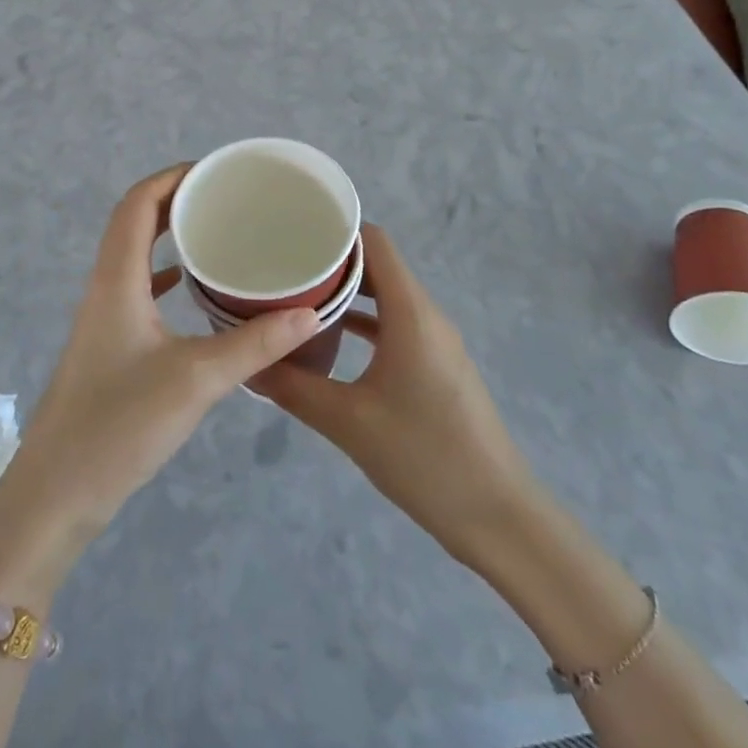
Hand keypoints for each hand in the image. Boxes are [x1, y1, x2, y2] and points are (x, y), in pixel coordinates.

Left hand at [0, 165, 320, 598]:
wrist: (56, 495)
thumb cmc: (119, 426)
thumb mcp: (196, 380)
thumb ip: (254, 344)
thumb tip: (310, 312)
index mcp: (116, 279)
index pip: (137, 203)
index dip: (172, 177)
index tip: (215, 171)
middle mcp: (104, 287)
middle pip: (134, 222)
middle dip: (175, 200)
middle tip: (224, 198)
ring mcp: (102, 317)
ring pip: (133, 255)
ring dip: (167, 235)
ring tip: (214, 232)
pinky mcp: (107, 346)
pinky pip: (136, 289)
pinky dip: (162, 275)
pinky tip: (190, 289)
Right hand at [252, 226, 533, 568]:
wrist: (498, 518)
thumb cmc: (425, 458)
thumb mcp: (348, 422)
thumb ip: (294, 387)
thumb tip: (248, 363)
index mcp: (410, 312)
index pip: (374, 242)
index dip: (335, 229)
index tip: (292, 233)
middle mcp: (426, 315)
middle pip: (378, 265)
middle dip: (331, 261)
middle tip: (283, 264)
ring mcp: (435, 341)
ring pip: (386, 296)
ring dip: (346, 293)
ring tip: (297, 296)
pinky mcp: (437, 366)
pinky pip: (395, 324)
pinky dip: (364, 322)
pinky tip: (330, 339)